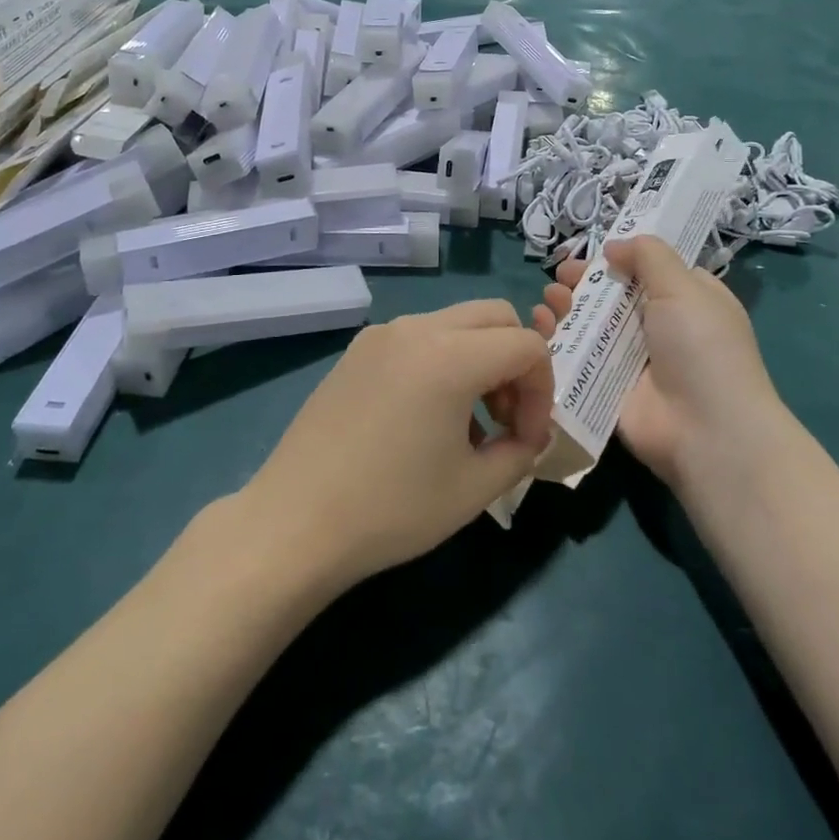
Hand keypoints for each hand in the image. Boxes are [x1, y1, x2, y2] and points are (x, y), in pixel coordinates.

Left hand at [243, 301, 553, 589]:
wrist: (295, 522)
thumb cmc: (392, 508)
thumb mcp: (474, 489)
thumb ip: (520, 452)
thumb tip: (530, 436)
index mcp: (451, 355)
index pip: (526, 345)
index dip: (543, 390)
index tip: (528, 438)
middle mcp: (417, 328)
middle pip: (495, 317)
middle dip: (516, 361)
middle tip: (506, 418)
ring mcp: (382, 334)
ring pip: (456, 323)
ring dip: (479, 360)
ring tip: (467, 423)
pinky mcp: (357, 350)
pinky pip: (419, 338)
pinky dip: (443, 361)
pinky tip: (425, 417)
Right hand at [531, 237, 782, 492]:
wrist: (705, 431)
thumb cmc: (701, 348)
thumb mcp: (683, 287)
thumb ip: (648, 256)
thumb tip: (614, 246)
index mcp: (686, 300)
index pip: (648, 269)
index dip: (620, 257)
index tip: (592, 251)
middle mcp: (658, 326)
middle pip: (613, 295)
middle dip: (584, 281)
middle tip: (560, 275)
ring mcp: (630, 358)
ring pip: (591, 323)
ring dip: (566, 306)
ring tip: (549, 298)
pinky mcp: (605, 385)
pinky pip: (576, 355)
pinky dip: (555, 338)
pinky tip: (539, 324)